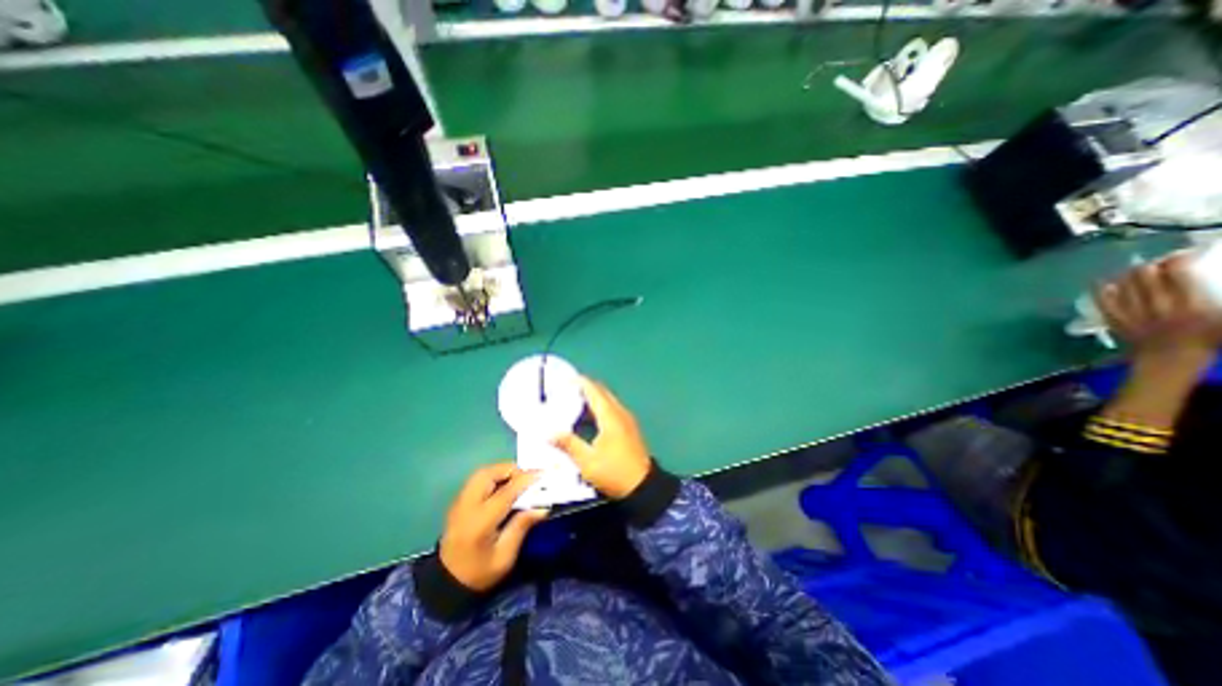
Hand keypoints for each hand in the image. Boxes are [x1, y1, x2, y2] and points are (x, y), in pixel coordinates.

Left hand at [438, 463, 550, 591]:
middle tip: (528, 477)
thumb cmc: (479, 573)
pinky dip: (493, 476)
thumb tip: (542, 507)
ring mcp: (459, 502)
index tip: (543, 474)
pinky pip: (477, 479)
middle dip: (511, 469)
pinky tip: (504, 486)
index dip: (526, 480)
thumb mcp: (504, 557)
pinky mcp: (458, 501)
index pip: (506, 492)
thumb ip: (521, 527)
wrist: (446, 584)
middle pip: (489, 474)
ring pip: (481, 473)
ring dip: (502, 471)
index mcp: (480, 522)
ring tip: (517, 479)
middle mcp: (467, 506)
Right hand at [556, 379, 652, 500]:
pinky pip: (612, 409)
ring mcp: (627, 419)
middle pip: (602, 392)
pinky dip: (599, 407)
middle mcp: (620, 412)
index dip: (580, 382)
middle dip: (586, 387)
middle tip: (567, 390)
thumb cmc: (614, 472)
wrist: (643, 487)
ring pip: (608, 400)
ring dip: (593, 397)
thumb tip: (548, 433)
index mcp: (610, 416)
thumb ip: (568, 444)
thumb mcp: (587, 461)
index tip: (565, 379)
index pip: (594, 390)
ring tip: (574, 402)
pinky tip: (589, 418)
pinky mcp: (629, 428)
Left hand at [1094, 249, 1221, 371]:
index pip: (1178, 276)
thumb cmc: (1206, 341)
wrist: (1169, 362)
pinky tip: (1102, 282)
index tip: (1180, 256)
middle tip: (1156, 262)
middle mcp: (1158, 306)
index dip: (1176, 261)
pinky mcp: (1116, 320)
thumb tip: (1206, 287)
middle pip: (1146, 279)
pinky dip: (1102, 291)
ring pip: (1124, 287)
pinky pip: (1104, 303)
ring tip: (1134, 269)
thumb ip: (1215, 299)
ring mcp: (1133, 313)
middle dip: (1150, 266)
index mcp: (1191, 305)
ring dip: (1128, 275)